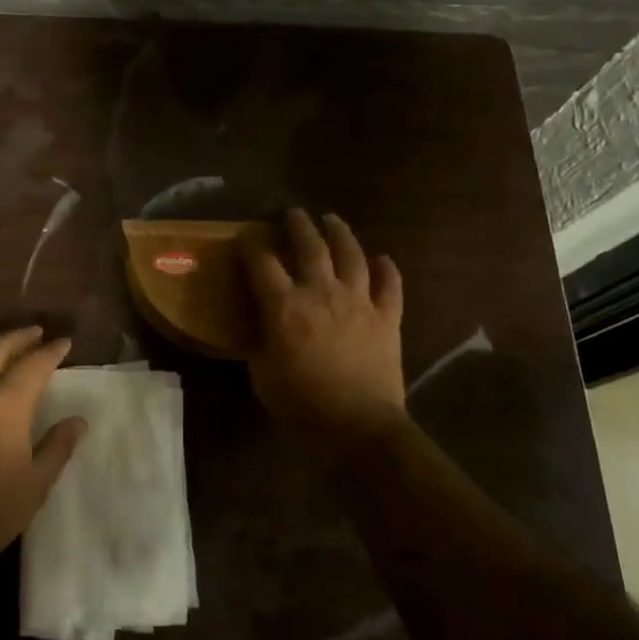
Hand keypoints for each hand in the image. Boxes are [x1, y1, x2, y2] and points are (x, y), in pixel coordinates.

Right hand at [242, 211, 407, 443]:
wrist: (358, 425)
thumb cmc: (300, 404)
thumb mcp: (262, 373)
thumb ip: (260, 342)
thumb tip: (261, 328)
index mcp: (284, 306)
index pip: (262, 262)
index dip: (252, 244)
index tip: (248, 234)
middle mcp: (321, 293)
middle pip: (310, 246)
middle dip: (299, 225)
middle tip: (293, 214)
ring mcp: (359, 301)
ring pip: (351, 255)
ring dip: (340, 233)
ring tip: (332, 220)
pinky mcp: (387, 317)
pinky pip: (390, 284)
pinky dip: (386, 269)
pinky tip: (382, 259)